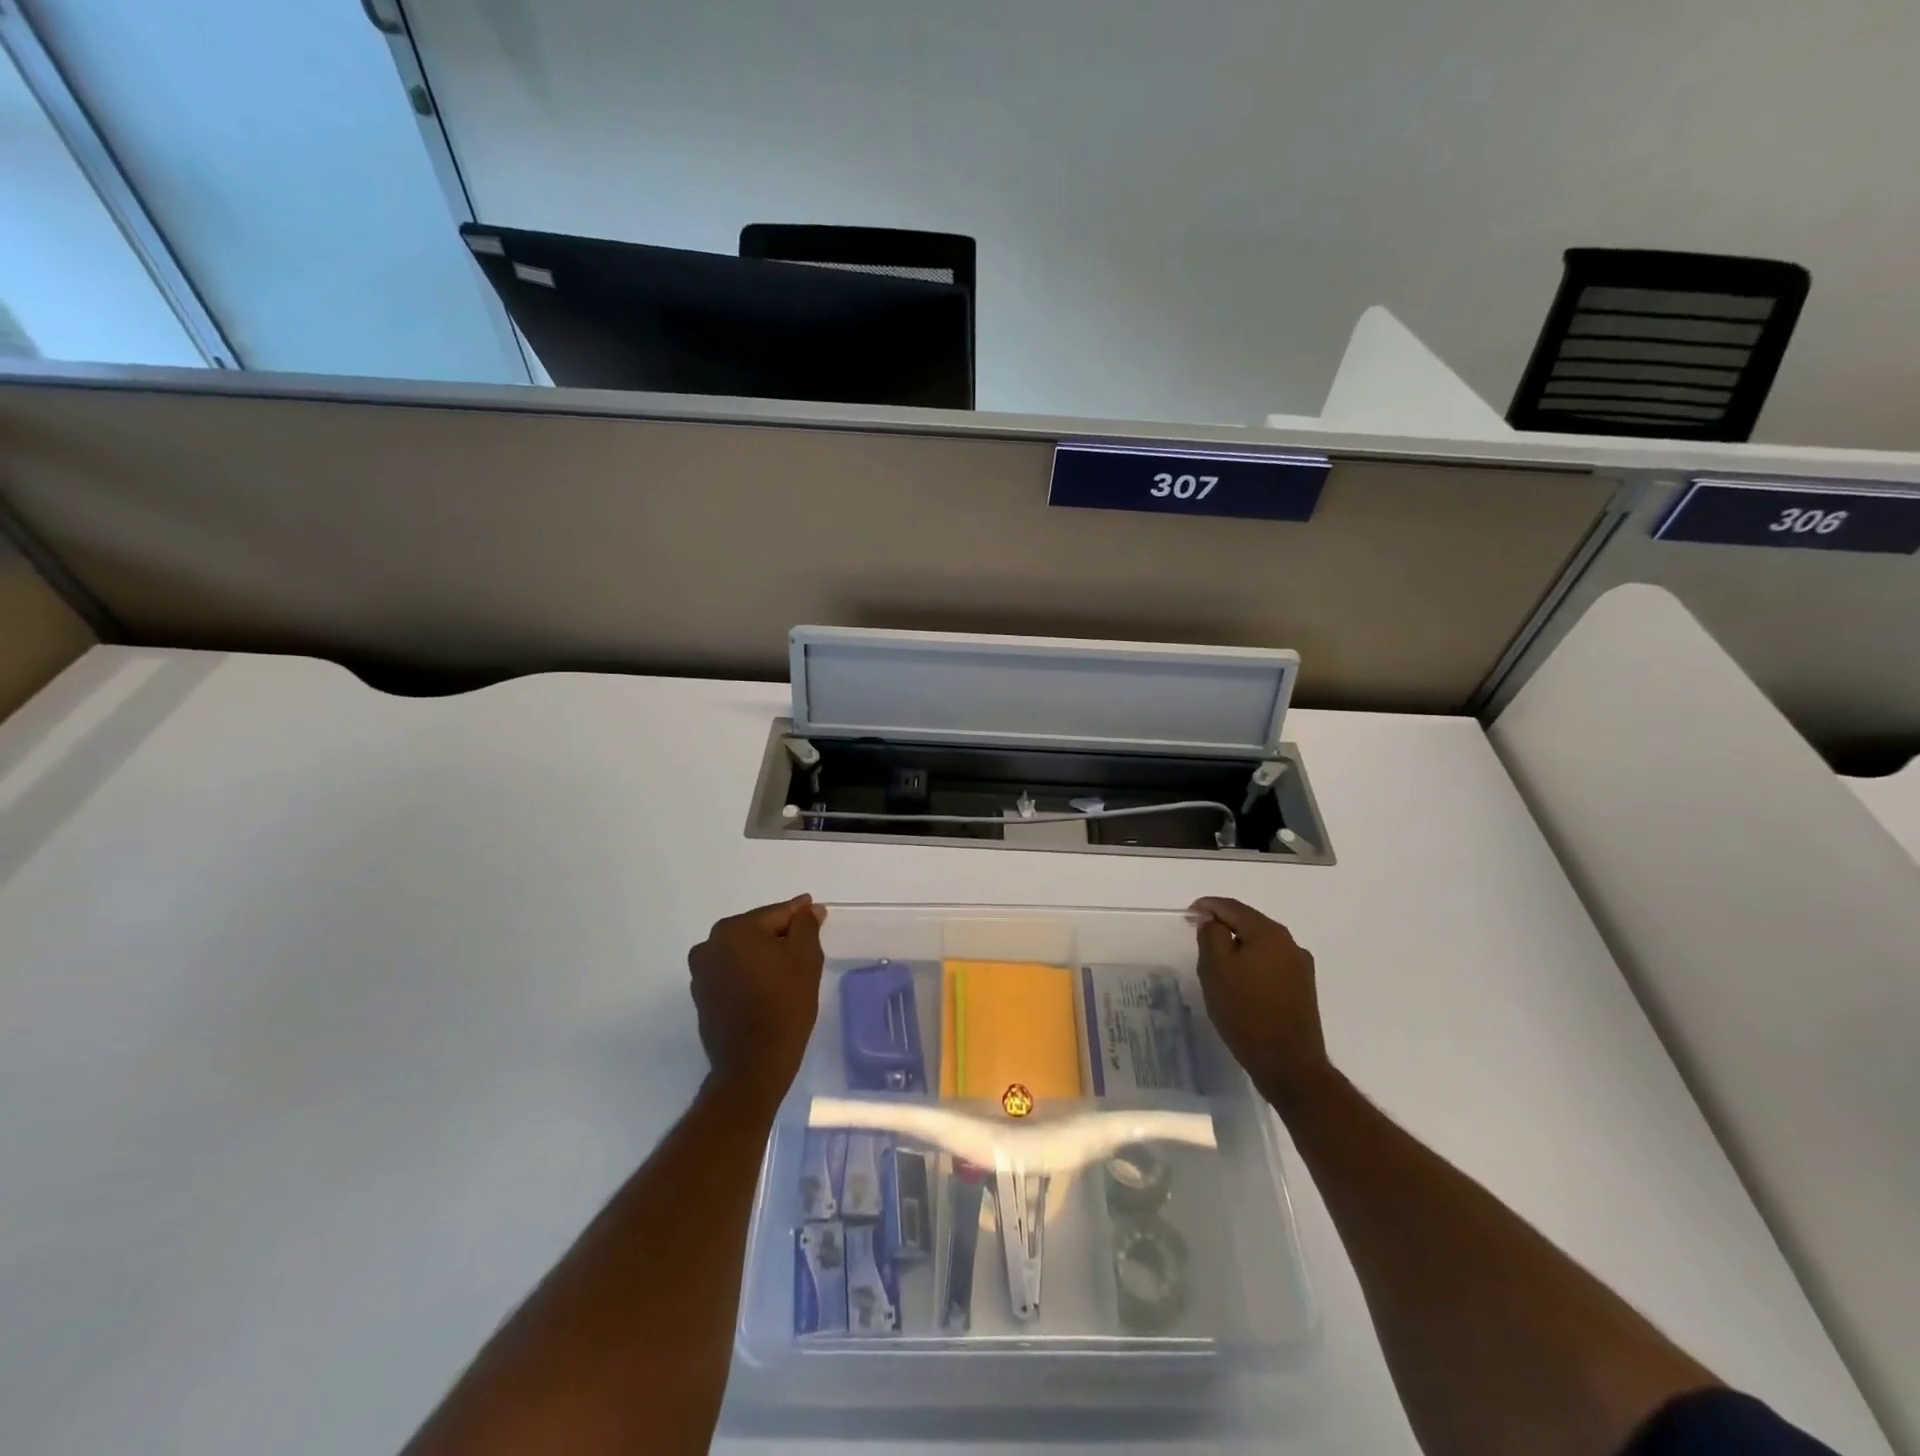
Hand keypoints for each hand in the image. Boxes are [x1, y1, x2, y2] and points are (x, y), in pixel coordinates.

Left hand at [688, 896, 826, 1100]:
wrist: (754, 1064)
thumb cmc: (784, 1005)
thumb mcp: (806, 958)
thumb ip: (806, 926)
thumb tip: (808, 908)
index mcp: (734, 930)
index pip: (776, 914)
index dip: (799, 915)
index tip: (816, 913)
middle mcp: (709, 945)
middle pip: (756, 931)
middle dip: (780, 936)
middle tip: (806, 947)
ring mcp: (701, 972)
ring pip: (742, 952)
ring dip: (763, 955)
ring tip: (788, 971)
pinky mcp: (702, 996)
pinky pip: (732, 972)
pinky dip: (749, 973)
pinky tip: (768, 988)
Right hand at [1191, 897, 1331, 1109]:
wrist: (1289, 1065)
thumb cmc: (1246, 1012)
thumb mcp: (1216, 969)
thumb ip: (1211, 935)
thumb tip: (1213, 919)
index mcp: (1269, 933)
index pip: (1232, 907)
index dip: (1208, 906)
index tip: (1188, 914)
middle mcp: (1290, 943)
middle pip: (1249, 923)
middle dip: (1223, 925)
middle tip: (1199, 936)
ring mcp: (1300, 967)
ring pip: (1260, 945)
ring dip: (1238, 946)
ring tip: (1216, 960)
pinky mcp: (1302, 989)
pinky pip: (1270, 964)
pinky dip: (1251, 964)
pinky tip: (1240, 981)